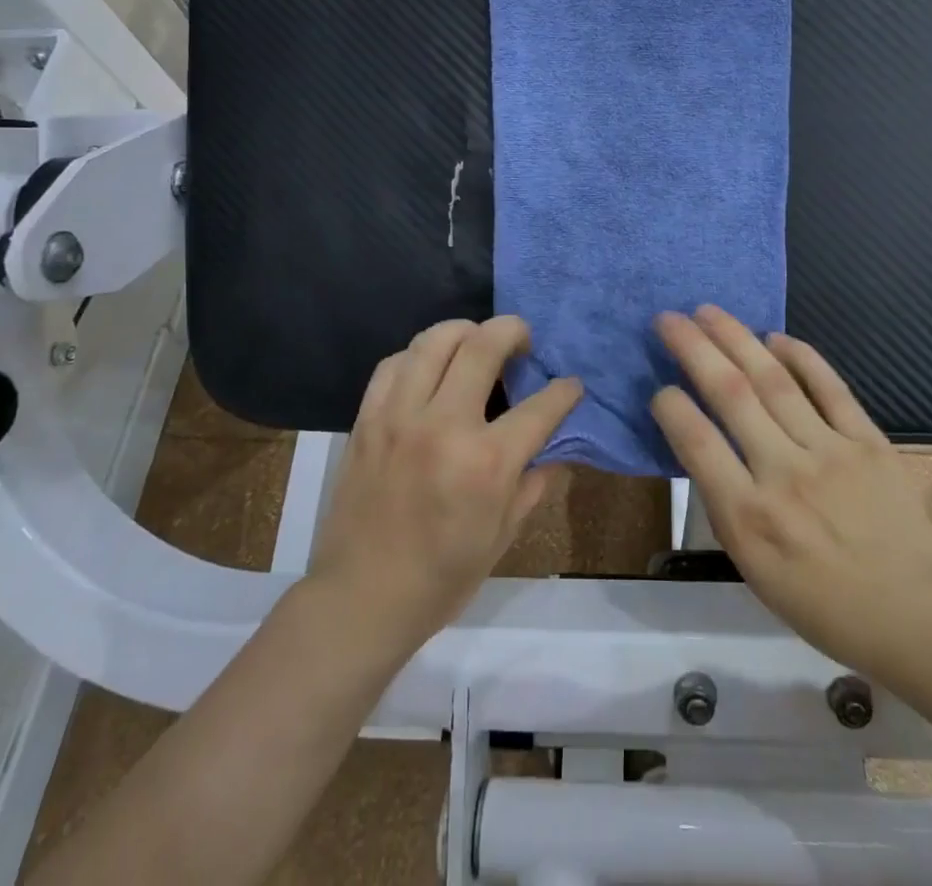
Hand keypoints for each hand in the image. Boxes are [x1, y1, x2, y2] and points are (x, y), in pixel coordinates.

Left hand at [307, 317, 582, 653]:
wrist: (360, 600)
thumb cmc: (442, 577)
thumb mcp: (504, 535)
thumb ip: (533, 481)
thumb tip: (552, 445)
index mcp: (486, 463)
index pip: (541, 405)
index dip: (565, 390)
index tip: (571, 385)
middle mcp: (443, 426)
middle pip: (483, 345)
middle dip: (514, 330)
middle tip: (522, 340)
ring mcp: (399, 416)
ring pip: (434, 340)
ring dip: (465, 331)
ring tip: (476, 344)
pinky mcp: (367, 419)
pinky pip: (394, 363)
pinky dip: (418, 356)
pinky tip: (429, 370)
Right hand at [651, 306, 931, 677]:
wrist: (917, 617)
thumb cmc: (825, 605)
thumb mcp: (755, 571)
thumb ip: (727, 505)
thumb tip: (708, 446)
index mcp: (749, 518)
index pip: (697, 441)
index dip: (671, 406)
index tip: (660, 388)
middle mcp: (784, 474)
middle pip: (731, 394)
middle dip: (693, 349)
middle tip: (668, 318)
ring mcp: (830, 452)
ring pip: (774, 380)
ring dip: (737, 339)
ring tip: (709, 312)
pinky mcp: (868, 441)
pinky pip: (830, 388)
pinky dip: (802, 357)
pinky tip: (775, 336)